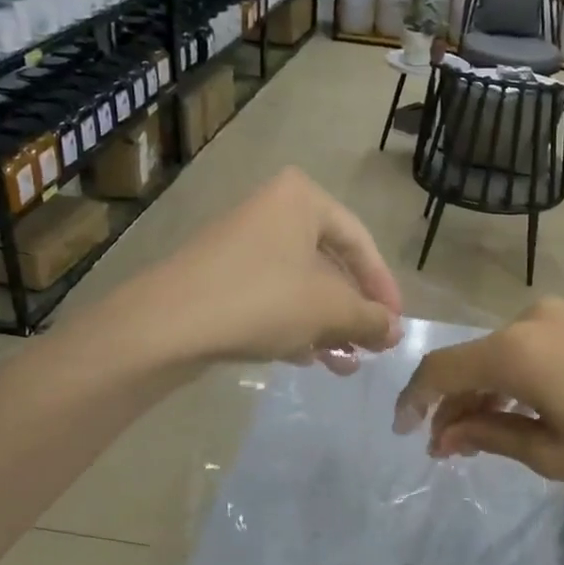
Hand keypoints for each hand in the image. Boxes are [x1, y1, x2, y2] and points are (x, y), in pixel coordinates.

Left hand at [117, 168, 402, 372]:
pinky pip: (272, 297)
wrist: (167, 324)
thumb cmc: (263, 300)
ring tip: (346, 364)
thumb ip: (371, 318)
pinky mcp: (221, 276)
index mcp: (302, 199)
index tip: (396, 324)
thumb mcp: (330, 310)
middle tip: (372, 347)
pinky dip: (295, 325)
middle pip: (330, 265)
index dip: (383, 288)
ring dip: (327, 326)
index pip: (361, 242)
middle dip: (353, 312)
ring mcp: (242, 243)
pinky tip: (309, 359)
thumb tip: (396, 331)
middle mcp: (272, 211)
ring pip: (301, 286)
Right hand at [393, 298, 563, 492]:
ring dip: (488, 390)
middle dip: (454, 403)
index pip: (442, 369)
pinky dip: (519, 375)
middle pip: (472, 360)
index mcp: (515, 351)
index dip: (415, 399)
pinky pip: (534, 344)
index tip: (404, 431)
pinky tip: (529, 405)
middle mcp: (530, 319)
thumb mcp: (554, 453)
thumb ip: (490, 436)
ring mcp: (563, 313)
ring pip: (504, 352)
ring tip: (487, 431)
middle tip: (450, 447)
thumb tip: (444, 435)